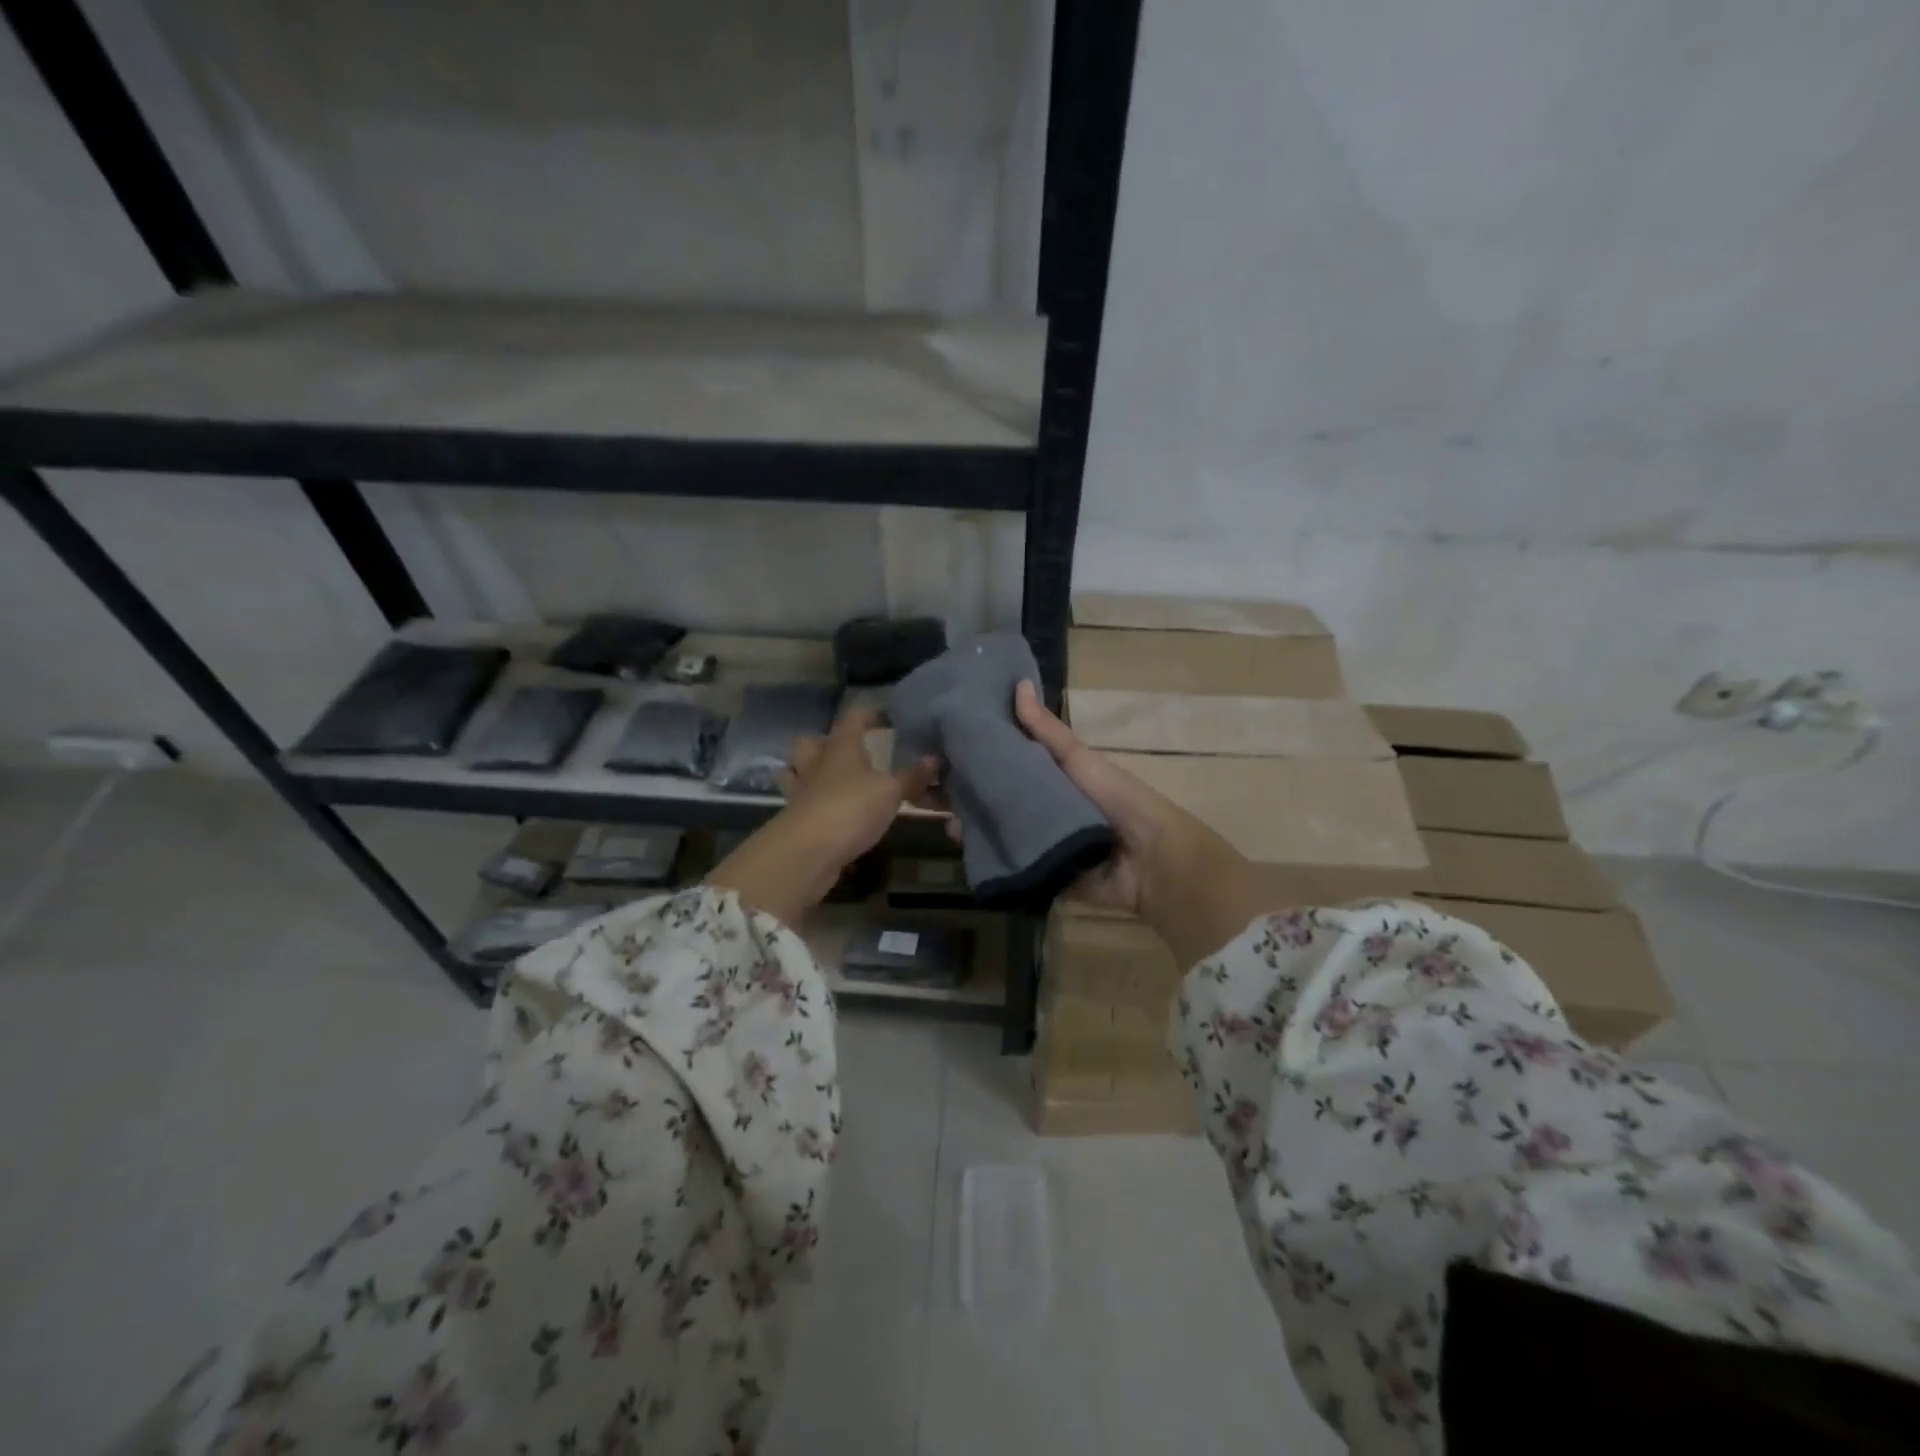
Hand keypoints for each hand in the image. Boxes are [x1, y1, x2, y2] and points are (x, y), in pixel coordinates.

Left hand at [707, 707, 937, 924]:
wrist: (807, 852)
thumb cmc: (851, 808)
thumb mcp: (891, 791)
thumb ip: (913, 776)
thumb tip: (934, 759)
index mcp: (841, 746)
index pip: (854, 717)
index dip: (871, 713)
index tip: (889, 716)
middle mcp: (817, 763)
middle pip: (811, 742)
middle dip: (827, 743)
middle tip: (851, 753)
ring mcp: (802, 791)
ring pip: (801, 771)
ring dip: (815, 772)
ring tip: (839, 781)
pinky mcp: (798, 819)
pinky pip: (806, 802)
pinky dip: (819, 804)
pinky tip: (837, 813)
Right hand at [965, 682, 1267, 967]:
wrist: (1149, 860)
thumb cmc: (1116, 799)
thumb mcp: (1078, 759)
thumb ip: (1046, 730)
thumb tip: (1018, 683)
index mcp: (1048, 777)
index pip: (1002, 762)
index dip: (973, 754)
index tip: (939, 746)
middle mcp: (1038, 807)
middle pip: (992, 797)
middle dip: (963, 791)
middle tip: (926, 785)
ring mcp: (1036, 841)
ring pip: (993, 828)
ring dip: (968, 822)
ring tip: (940, 815)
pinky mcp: (1037, 871)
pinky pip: (1005, 861)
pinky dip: (984, 854)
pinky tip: (960, 844)